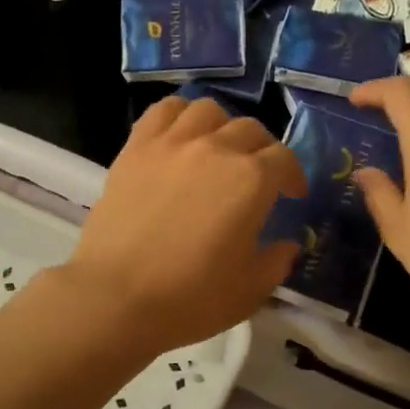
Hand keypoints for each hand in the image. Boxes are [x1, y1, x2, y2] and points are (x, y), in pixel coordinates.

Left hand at [59, 96, 307, 355]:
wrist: (117, 297)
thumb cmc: (191, 297)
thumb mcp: (251, 289)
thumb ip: (277, 261)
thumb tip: (287, 244)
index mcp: (252, 180)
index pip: (284, 158)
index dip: (293, 175)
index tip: (291, 194)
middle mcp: (216, 148)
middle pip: (250, 129)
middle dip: (262, 151)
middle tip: (257, 176)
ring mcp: (172, 143)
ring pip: (207, 110)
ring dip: (222, 126)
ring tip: (218, 148)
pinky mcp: (136, 148)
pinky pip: (163, 111)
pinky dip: (179, 114)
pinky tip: (180, 135)